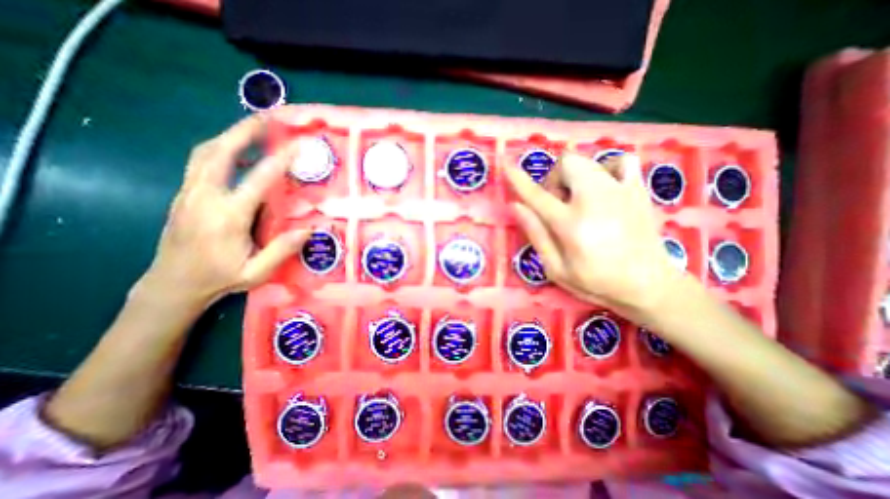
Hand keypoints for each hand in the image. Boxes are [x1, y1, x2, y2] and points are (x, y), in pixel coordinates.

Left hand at [136, 113, 306, 308]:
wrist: (172, 284)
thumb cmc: (218, 278)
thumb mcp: (256, 272)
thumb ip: (282, 250)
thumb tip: (310, 229)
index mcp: (227, 216)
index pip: (257, 180)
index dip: (279, 160)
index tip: (297, 145)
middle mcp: (204, 197)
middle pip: (220, 152)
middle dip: (244, 131)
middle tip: (267, 117)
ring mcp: (189, 193)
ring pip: (205, 153)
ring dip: (230, 136)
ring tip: (253, 127)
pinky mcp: (184, 195)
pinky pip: (200, 162)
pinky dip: (220, 149)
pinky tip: (236, 151)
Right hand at [508, 150, 681, 317]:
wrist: (650, 286)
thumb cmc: (596, 282)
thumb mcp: (556, 269)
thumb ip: (536, 235)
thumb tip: (516, 206)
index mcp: (571, 225)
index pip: (537, 195)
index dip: (518, 179)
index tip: (505, 164)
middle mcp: (595, 200)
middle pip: (566, 163)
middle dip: (553, 178)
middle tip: (556, 203)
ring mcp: (620, 191)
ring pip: (587, 160)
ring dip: (573, 175)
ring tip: (577, 198)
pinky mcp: (638, 190)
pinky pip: (621, 161)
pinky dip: (605, 168)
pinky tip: (604, 187)